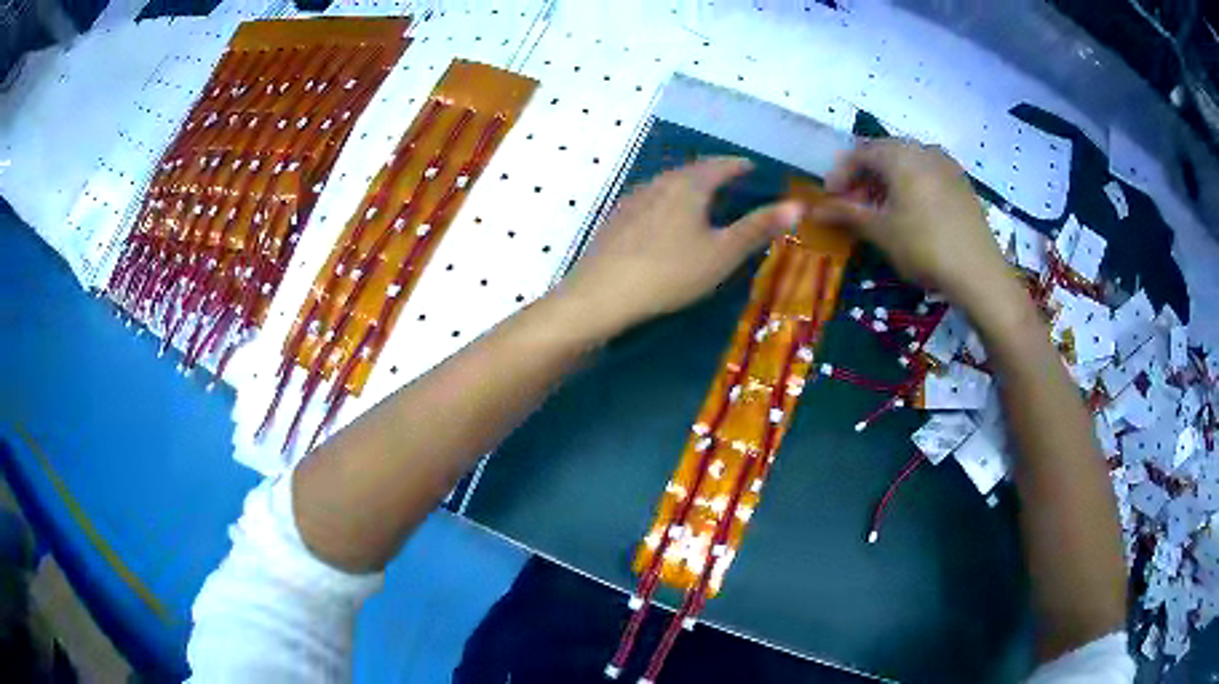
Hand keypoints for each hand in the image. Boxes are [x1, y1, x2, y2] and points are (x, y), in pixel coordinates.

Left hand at [556, 157, 802, 335]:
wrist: (601, 294)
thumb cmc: (671, 272)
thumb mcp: (723, 253)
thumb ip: (759, 227)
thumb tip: (799, 205)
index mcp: (689, 185)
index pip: (720, 165)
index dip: (739, 165)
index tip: (751, 166)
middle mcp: (659, 182)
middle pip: (692, 170)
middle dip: (714, 172)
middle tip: (730, 179)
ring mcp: (632, 199)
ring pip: (668, 183)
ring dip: (689, 185)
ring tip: (701, 196)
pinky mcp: (615, 218)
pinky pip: (650, 199)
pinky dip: (667, 200)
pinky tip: (664, 218)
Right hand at [812, 140, 1013, 314]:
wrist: (979, 273)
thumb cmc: (924, 247)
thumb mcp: (881, 231)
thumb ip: (846, 213)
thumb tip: (813, 209)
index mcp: (899, 154)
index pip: (858, 153)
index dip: (839, 174)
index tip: (829, 200)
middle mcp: (923, 149)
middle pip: (883, 154)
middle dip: (864, 178)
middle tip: (854, 206)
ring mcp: (946, 165)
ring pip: (907, 164)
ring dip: (887, 182)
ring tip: (881, 211)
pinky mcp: (962, 183)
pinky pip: (927, 175)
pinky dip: (910, 187)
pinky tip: (911, 214)